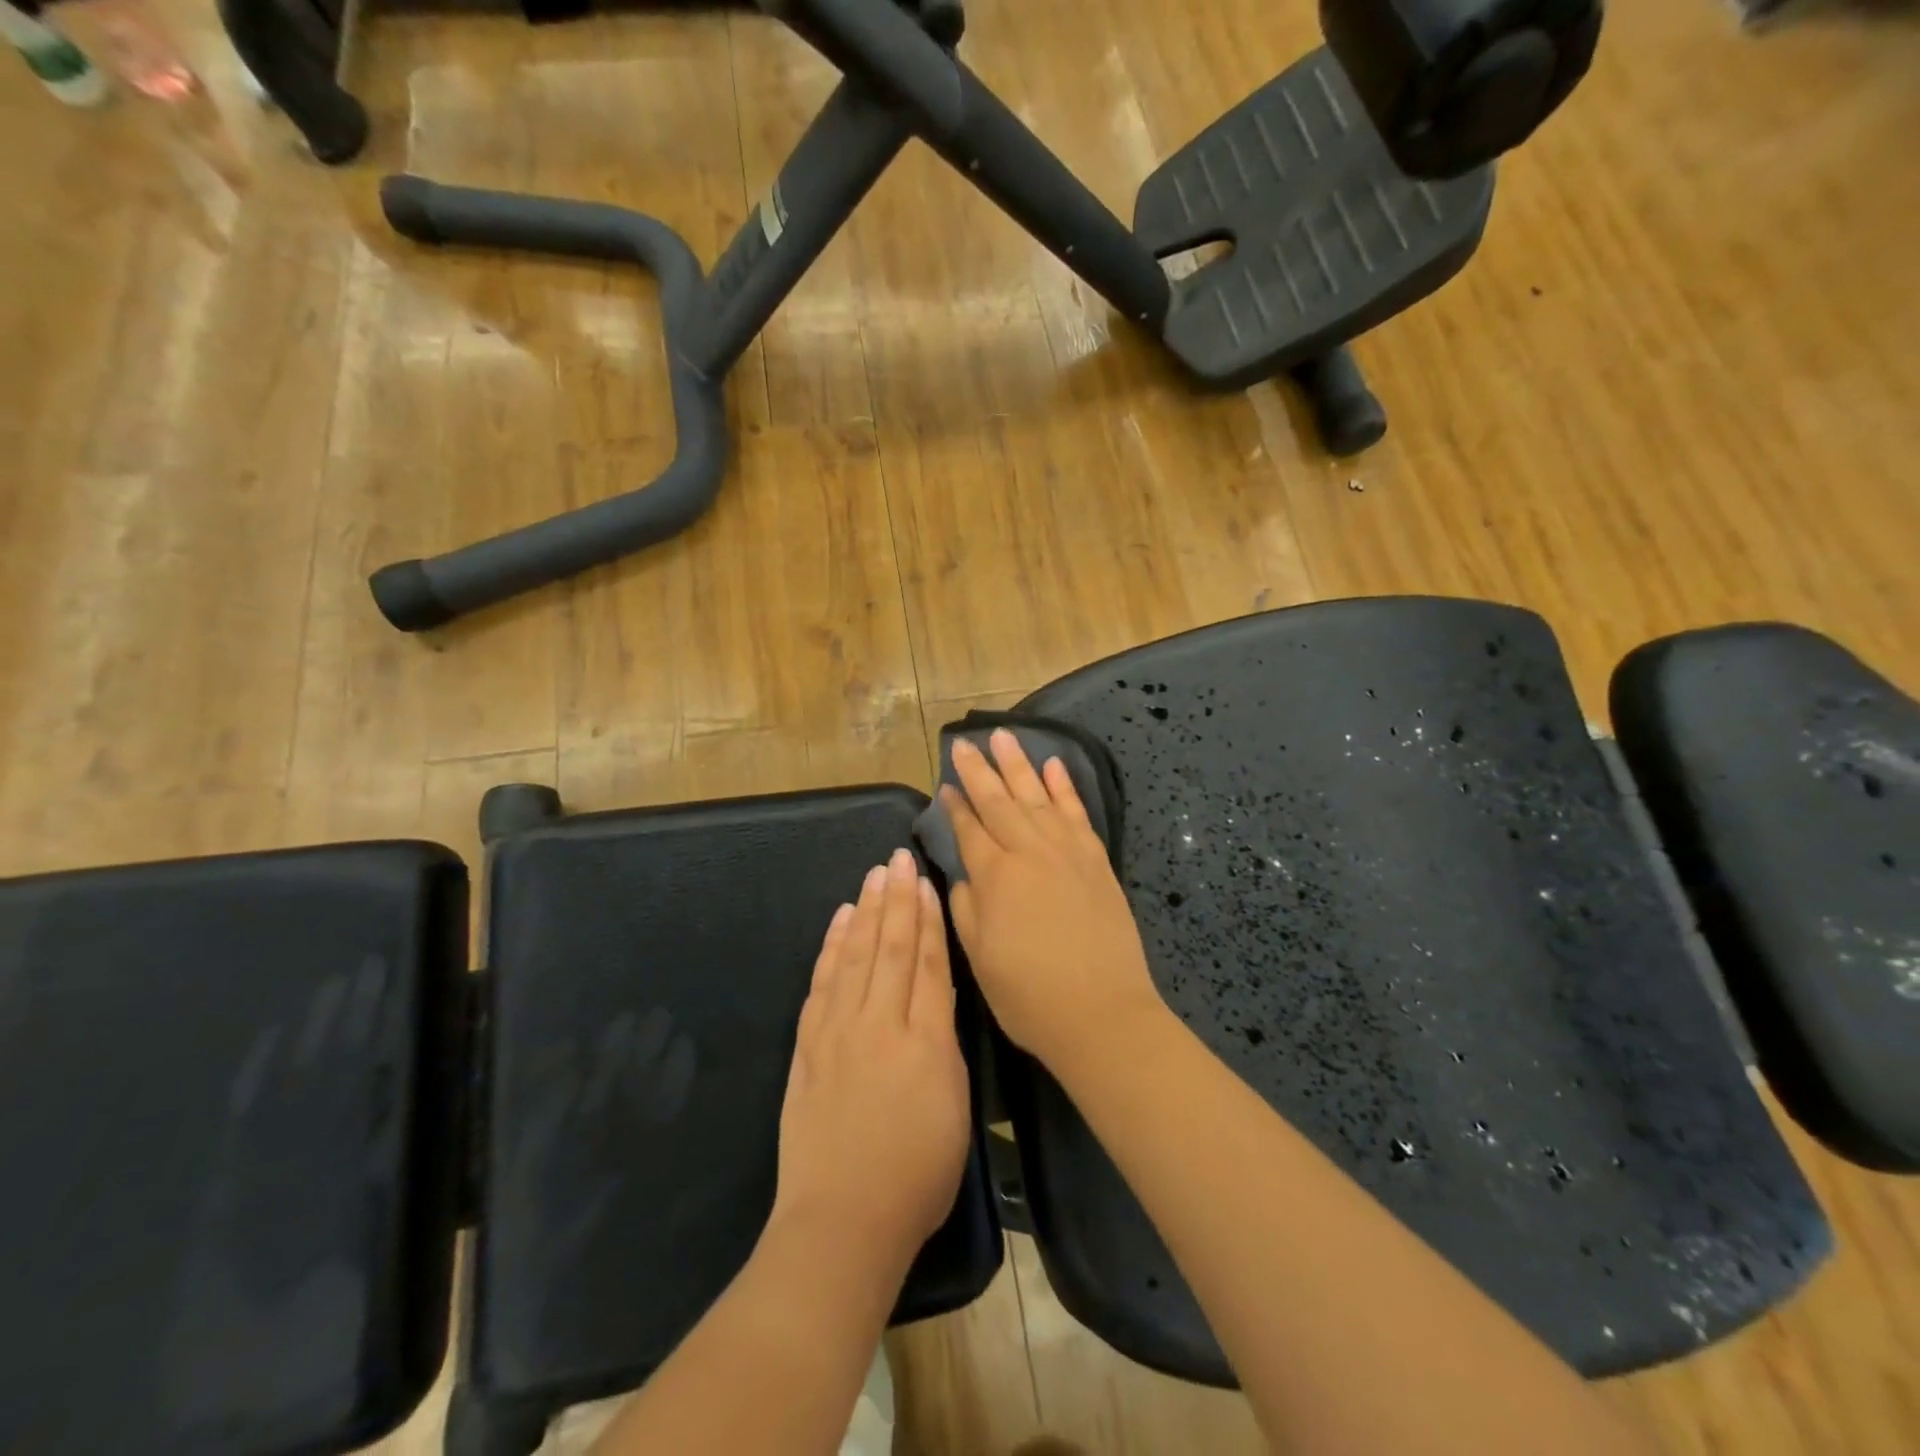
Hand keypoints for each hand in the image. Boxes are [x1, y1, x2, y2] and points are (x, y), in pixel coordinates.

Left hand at [771, 849, 971, 1279]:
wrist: (842, 1220)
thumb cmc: (916, 1173)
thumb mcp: (954, 1105)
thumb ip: (944, 1041)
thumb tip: (937, 992)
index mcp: (924, 1040)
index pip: (927, 963)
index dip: (927, 918)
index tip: (926, 880)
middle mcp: (878, 1023)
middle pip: (890, 948)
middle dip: (896, 899)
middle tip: (897, 857)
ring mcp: (837, 1032)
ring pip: (855, 955)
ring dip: (865, 911)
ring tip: (873, 876)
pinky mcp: (808, 1046)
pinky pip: (821, 983)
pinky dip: (831, 947)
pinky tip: (839, 922)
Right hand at [942, 730, 1167, 1073]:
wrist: (1102, 1014)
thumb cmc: (1030, 995)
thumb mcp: (979, 959)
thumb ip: (965, 909)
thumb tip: (964, 875)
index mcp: (995, 877)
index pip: (969, 829)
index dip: (955, 806)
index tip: (944, 785)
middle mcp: (1029, 853)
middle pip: (999, 802)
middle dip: (979, 771)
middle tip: (964, 743)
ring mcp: (1067, 852)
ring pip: (1037, 797)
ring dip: (1019, 765)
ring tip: (1004, 737)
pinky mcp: (1096, 860)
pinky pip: (1076, 813)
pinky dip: (1064, 788)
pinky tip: (1054, 766)